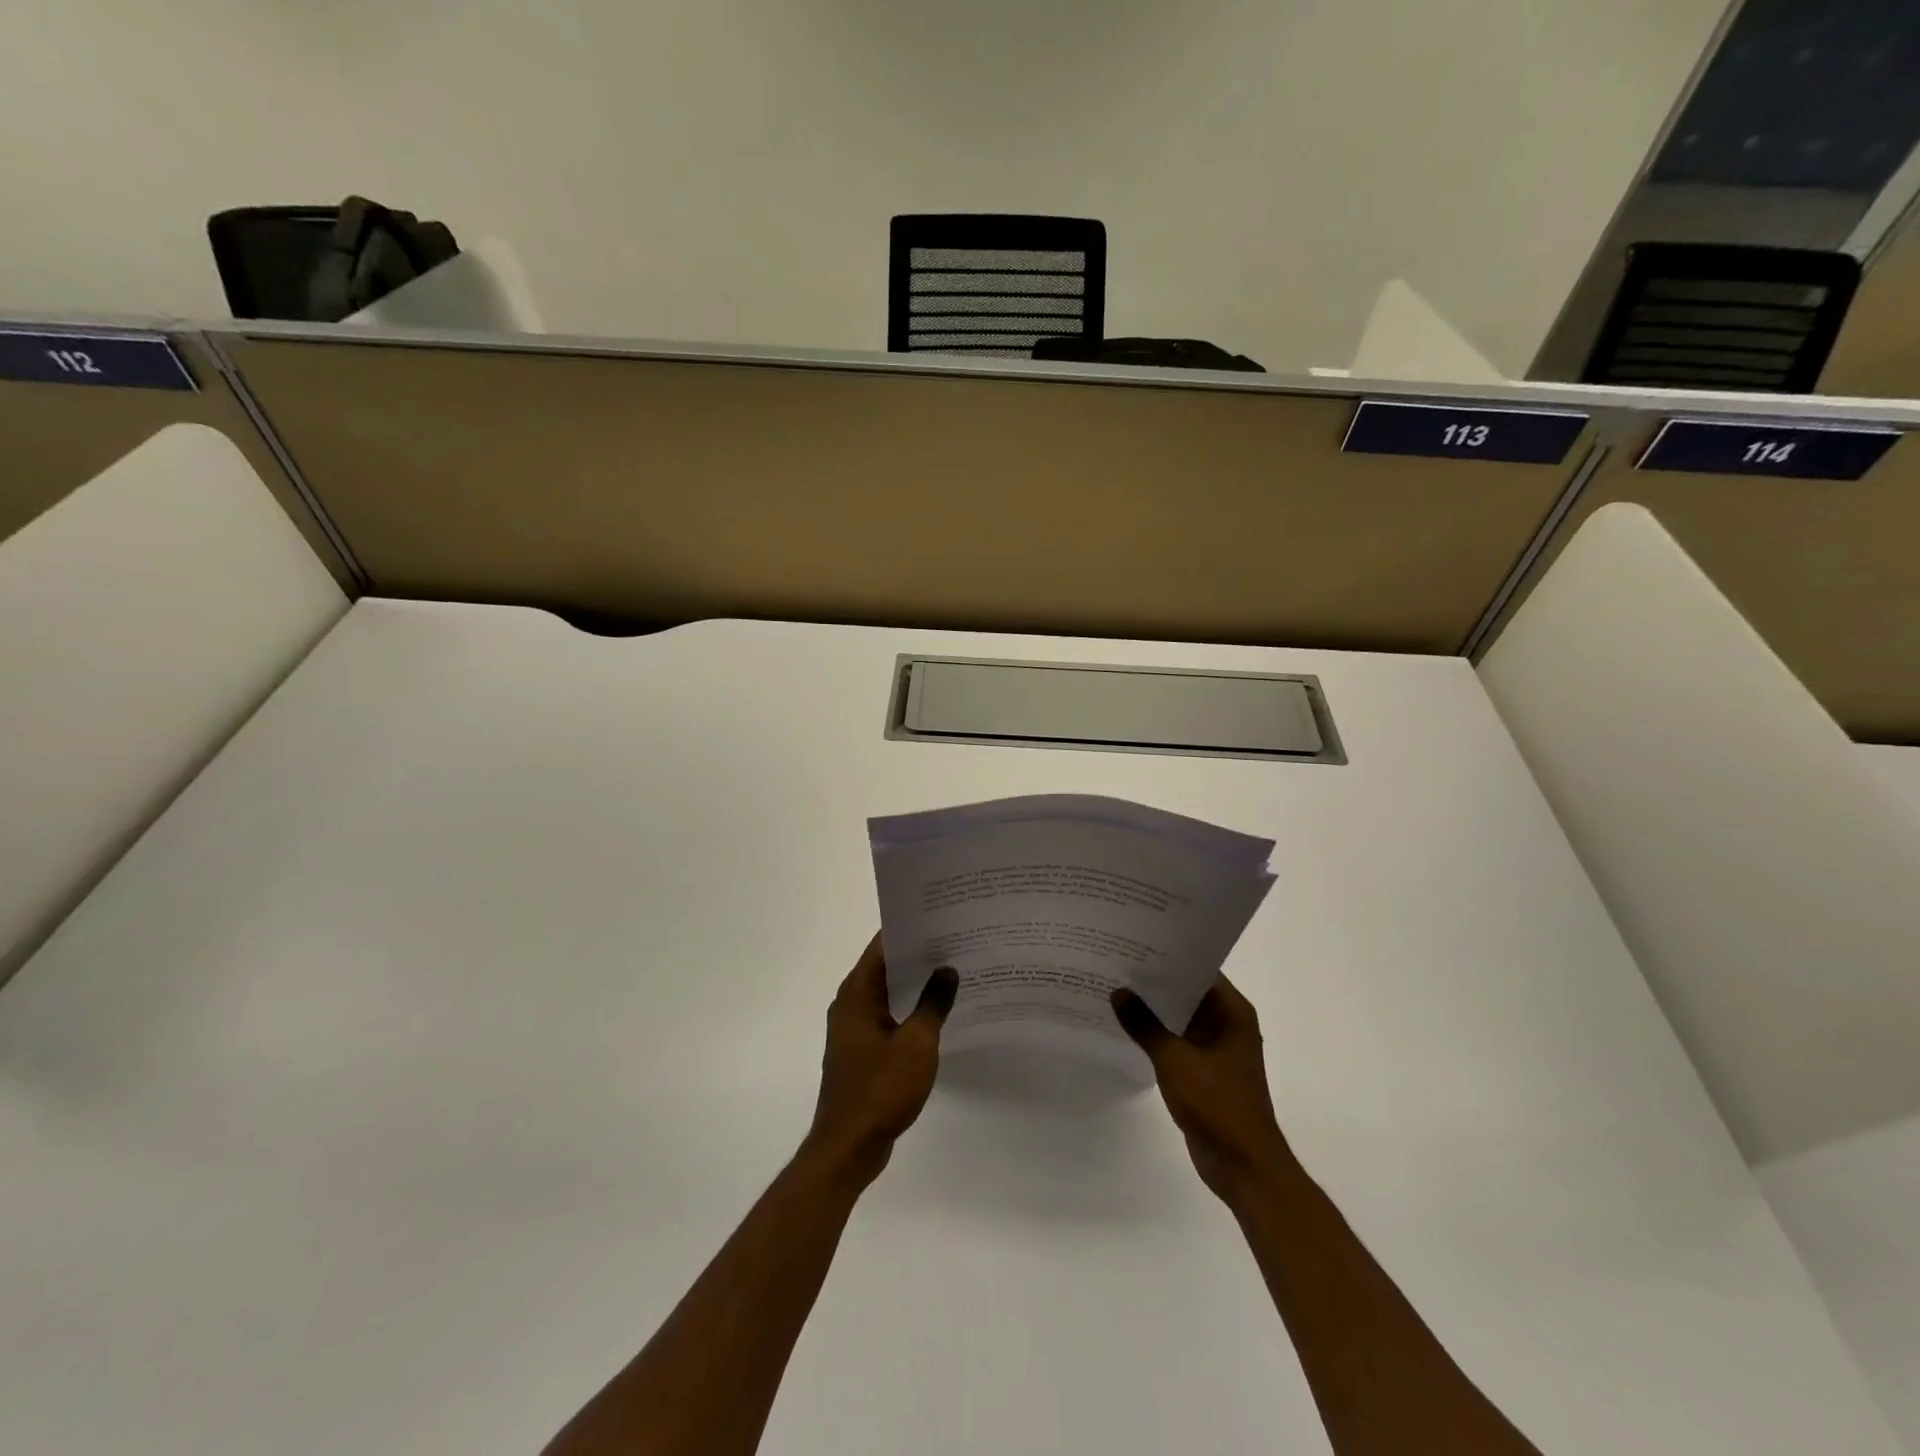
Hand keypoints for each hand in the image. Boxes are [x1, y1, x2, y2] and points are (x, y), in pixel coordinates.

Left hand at [804, 933, 957, 1188]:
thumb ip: (933, 1003)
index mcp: (857, 994)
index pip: (882, 946)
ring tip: (954, 970)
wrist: (849, 1147)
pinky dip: (910, 1010)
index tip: (939, 915)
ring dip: (915, 984)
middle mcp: (851, 1004)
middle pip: (885, 966)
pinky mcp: (863, 1051)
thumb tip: (947, 970)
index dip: (909, 928)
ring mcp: (855, 1029)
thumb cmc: (880, 1088)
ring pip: (888, 993)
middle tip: (956, 940)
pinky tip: (939, 1012)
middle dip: (918, 954)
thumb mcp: (917, 1043)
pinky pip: (889, 1017)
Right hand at [1112, 975, 1294, 1204]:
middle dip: (1156, 981)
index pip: (1200, 969)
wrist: (1242, 1166)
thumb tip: (1118, 992)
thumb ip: (1145, 1025)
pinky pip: (1176, 1041)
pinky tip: (1126, 1025)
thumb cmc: (1217, 1104)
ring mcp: (1216, 1048)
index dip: (1170, 955)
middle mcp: (1227, 1024)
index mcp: (1232, 1013)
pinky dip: (1156, 1034)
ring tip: (1114, 987)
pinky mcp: (1203, 1071)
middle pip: (1188, 991)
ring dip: (1154, 1008)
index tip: (1137, 941)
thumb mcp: (1175, 1060)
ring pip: (1180, 1017)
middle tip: (1117, 960)